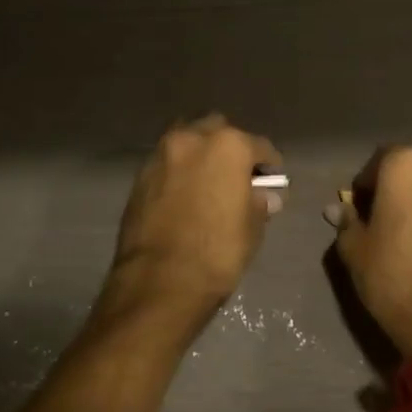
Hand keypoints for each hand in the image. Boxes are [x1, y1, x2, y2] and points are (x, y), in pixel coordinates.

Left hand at [106, 115, 283, 323]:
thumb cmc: (217, 252)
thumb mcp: (252, 228)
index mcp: (228, 146)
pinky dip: (179, 170)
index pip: (259, 147)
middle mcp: (192, 138)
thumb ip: (259, 203)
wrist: (159, 280)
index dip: (269, 165)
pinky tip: (186, 194)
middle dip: (230, 148)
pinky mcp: (140, 175)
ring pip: (187, 140)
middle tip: (237, 175)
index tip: (272, 180)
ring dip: (201, 154)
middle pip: (218, 131)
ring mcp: (162, 154)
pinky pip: (168, 162)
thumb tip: (264, 196)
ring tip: (209, 182)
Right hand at [328, 146, 411, 360]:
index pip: (380, 160)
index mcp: (406, 164)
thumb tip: (337, 209)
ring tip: (410, 226)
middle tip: (386, 212)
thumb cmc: (392, 276)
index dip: (367, 183)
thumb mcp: (355, 249)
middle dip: (399, 182)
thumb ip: (347, 221)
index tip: (360, 207)